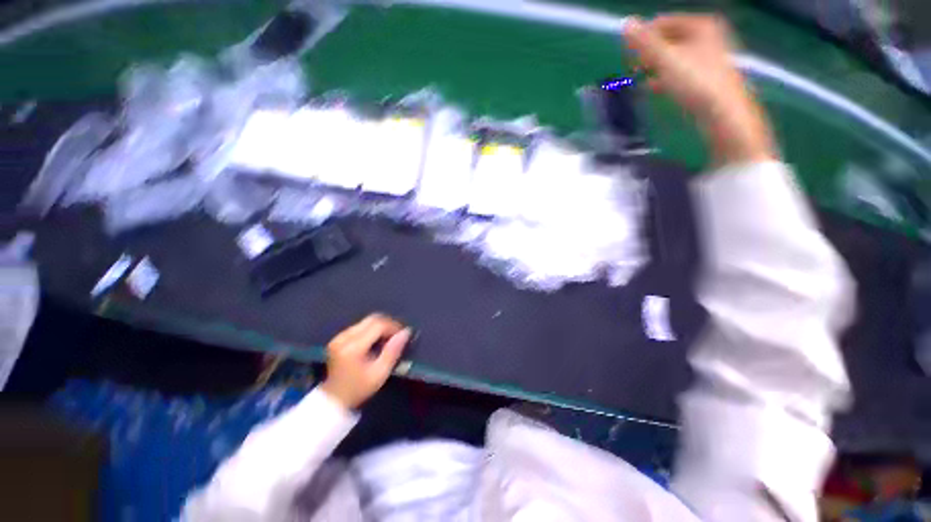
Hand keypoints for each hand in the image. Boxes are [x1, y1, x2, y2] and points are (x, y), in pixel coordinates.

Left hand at [320, 314, 410, 409]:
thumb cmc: (359, 388)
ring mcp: (339, 337)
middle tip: (398, 335)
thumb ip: (393, 350)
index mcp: (353, 347)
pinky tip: (376, 341)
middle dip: (388, 324)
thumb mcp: (380, 373)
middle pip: (372, 319)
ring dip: (380, 326)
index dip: (394, 326)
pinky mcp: (338, 338)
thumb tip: (406, 332)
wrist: (333, 400)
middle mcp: (344, 337)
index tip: (403, 334)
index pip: (378, 325)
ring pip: (366, 321)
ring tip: (388, 339)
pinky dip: (371, 330)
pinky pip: (360, 326)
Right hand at [623, 14, 776, 164]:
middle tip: (635, 68)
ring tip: (640, 78)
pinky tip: (652, 88)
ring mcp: (708, 55)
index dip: (643, 37)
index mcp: (700, 25)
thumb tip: (625, 23)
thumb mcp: (665, 59)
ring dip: (654, 66)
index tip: (628, 56)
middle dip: (648, 53)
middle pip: (668, 39)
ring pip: (673, 55)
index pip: (662, 23)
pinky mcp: (706, 75)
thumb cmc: (695, 81)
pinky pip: (679, 69)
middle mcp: (707, 35)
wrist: (722, 112)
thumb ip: (644, 41)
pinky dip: (664, 77)